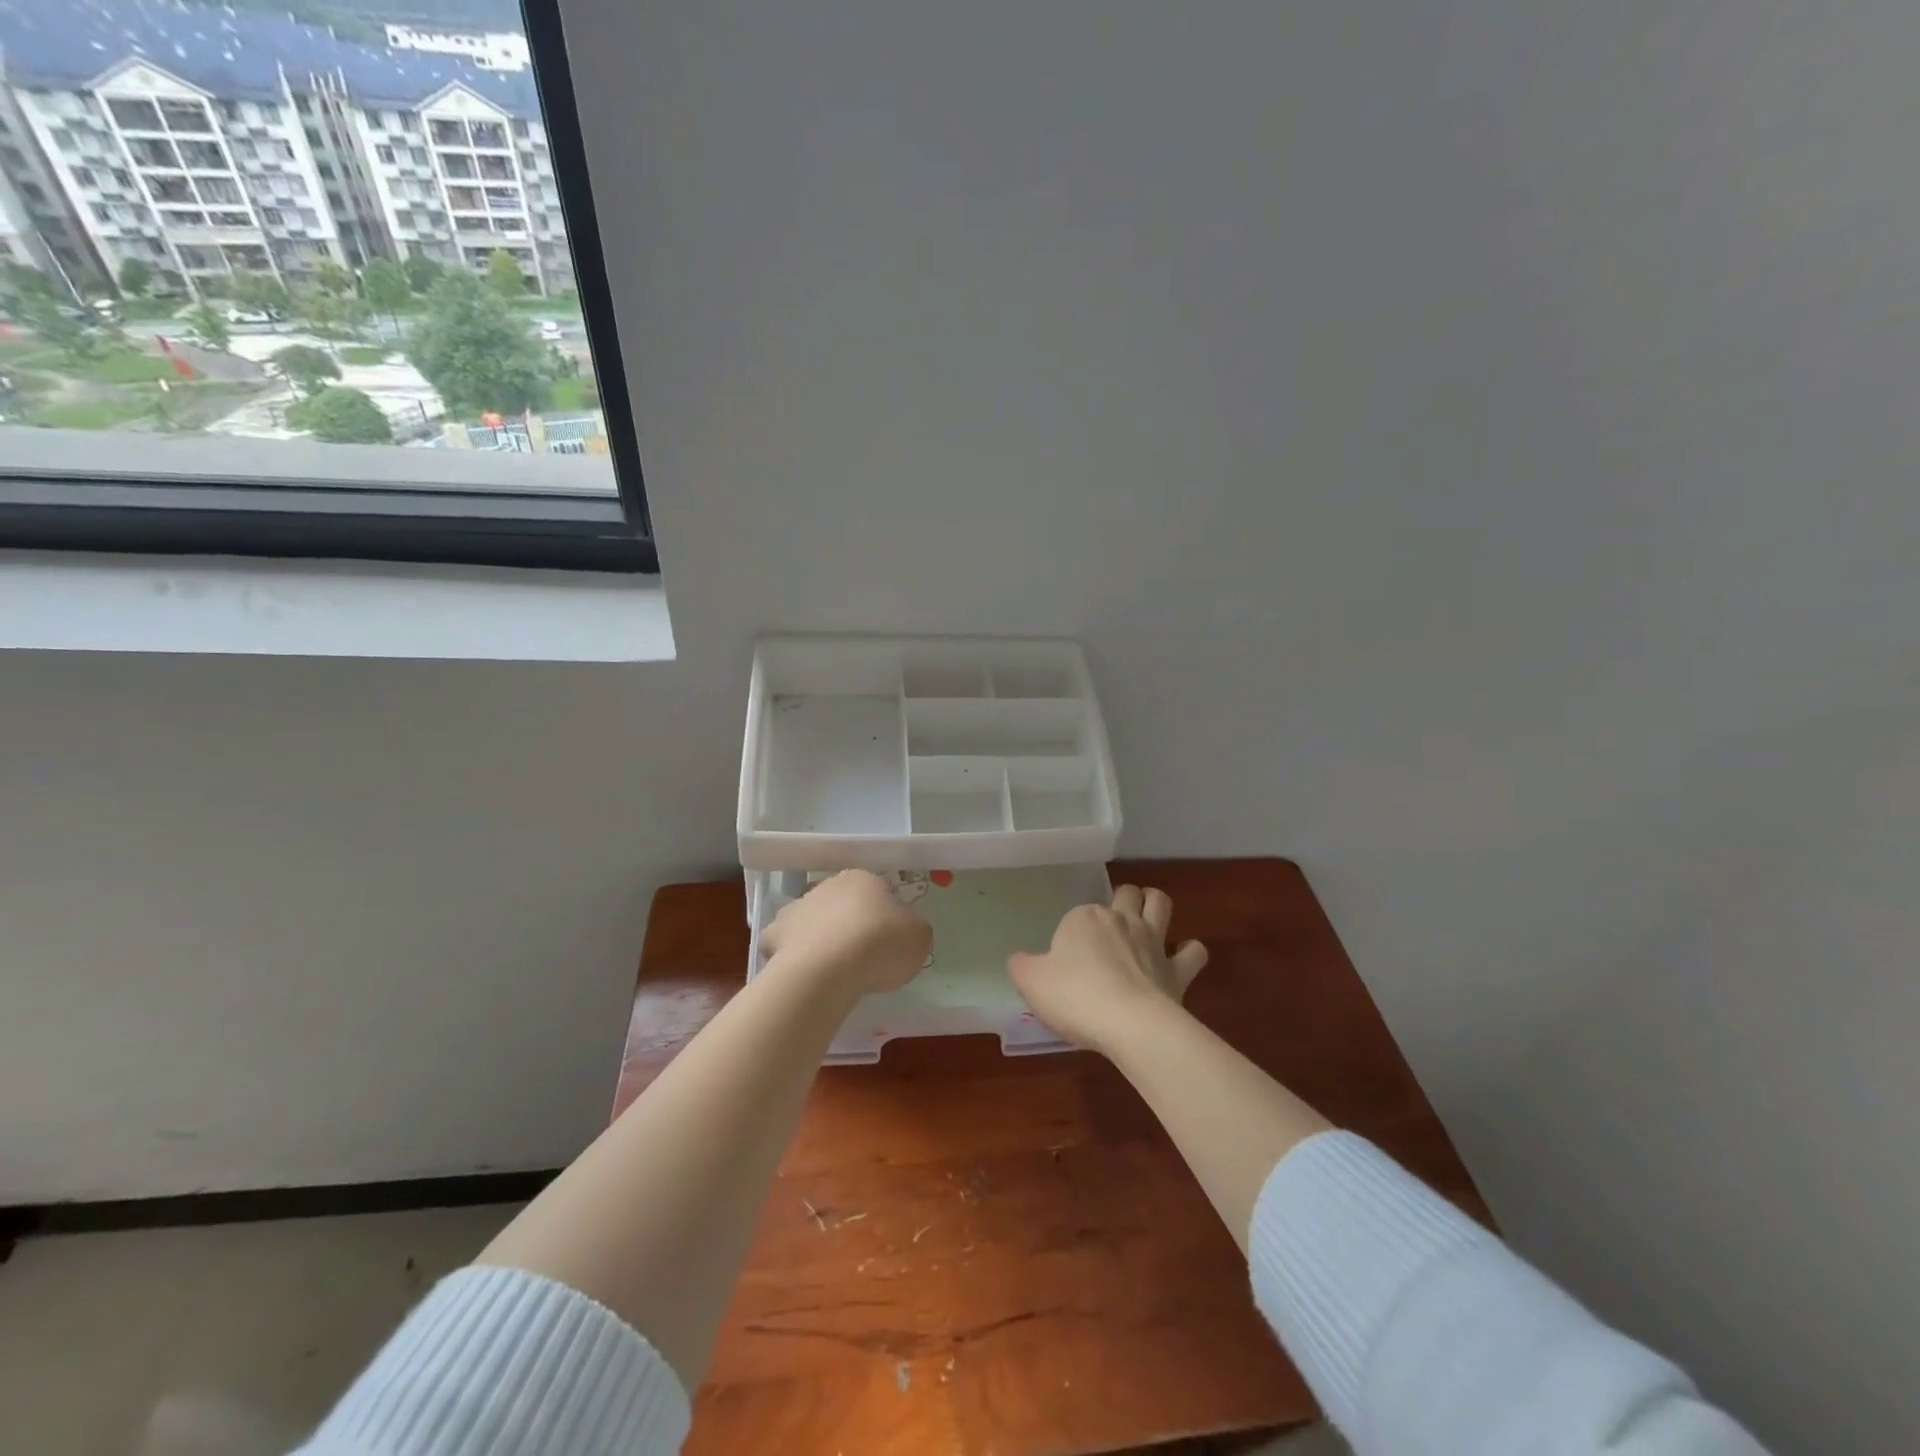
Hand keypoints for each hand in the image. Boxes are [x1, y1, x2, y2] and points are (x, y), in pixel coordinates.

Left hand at [763, 870, 932, 996]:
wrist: (829, 968)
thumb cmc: (881, 945)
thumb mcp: (919, 937)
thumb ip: (912, 929)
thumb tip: (904, 931)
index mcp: (863, 879)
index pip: (877, 891)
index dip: (884, 916)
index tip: (889, 940)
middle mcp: (827, 885)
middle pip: (841, 903)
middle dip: (849, 923)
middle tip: (863, 955)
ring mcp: (797, 907)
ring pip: (812, 920)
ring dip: (819, 936)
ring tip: (833, 969)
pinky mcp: (774, 934)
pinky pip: (785, 943)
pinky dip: (792, 955)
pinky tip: (804, 974)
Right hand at [1008, 884, 1207, 1055]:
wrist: (1130, 1025)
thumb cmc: (1075, 997)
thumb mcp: (1031, 982)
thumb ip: (1022, 966)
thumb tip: (1020, 959)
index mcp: (1083, 918)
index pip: (1076, 916)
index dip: (1071, 935)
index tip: (1065, 962)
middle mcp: (1120, 920)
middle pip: (1125, 893)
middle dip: (1122, 899)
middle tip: (1111, 923)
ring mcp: (1153, 941)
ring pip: (1160, 903)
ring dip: (1155, 905)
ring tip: (1148, 919)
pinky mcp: (1177, 969)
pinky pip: (1192, 951)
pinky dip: (1188, 952)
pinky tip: (1180, 960)